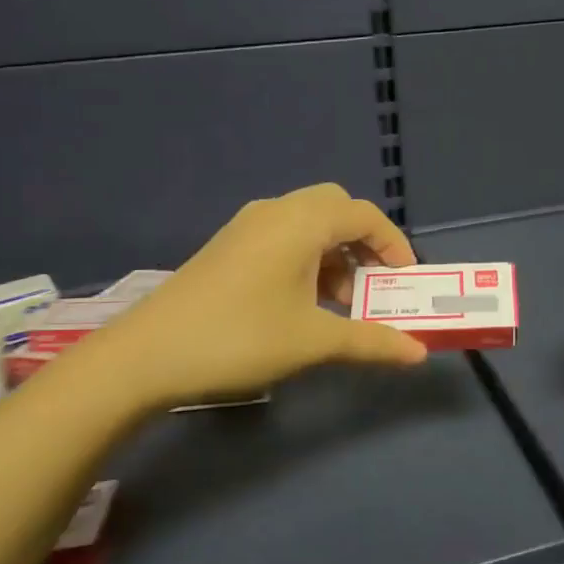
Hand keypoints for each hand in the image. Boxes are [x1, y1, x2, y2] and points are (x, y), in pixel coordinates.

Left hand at [85, 184, 427, 411]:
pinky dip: (307, 257)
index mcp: (301, 222)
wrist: (145, 355)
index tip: (405, 280)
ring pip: (308, 222)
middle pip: (336, 208)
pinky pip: (283, 236)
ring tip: (341, 302)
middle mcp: (276, 211)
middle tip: (374, 282)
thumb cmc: (240, 338)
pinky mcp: (229, 246)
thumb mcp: (313, 342)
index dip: (393, 244)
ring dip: (335, 252)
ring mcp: (247, 226)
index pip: (364, 214)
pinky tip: (302, 301)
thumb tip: (418, 353)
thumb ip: (371, 342)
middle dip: (364, 242)